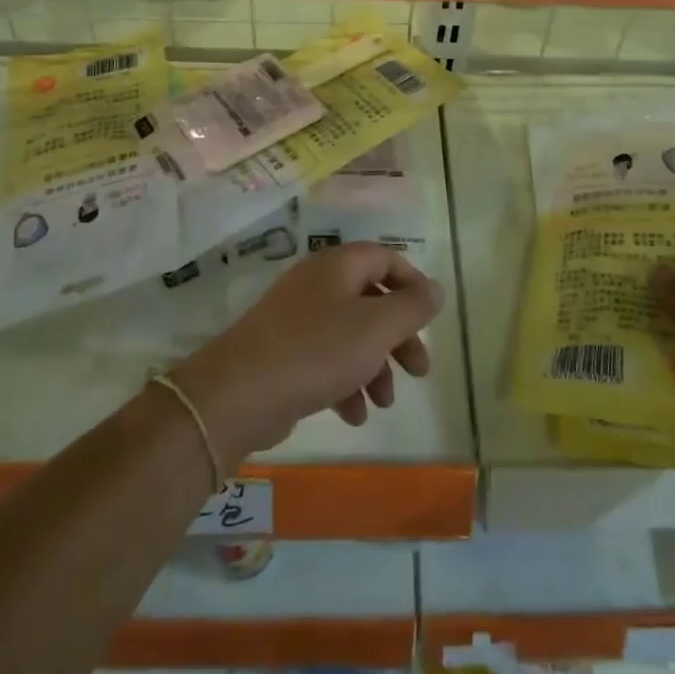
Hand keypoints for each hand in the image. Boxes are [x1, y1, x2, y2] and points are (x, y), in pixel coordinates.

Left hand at [173, 242, 444, 465]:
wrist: (240, 393)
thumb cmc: (317, 350)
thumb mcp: (376, 328)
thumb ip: (411, 307)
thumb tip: (434, 289)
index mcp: (338, 266)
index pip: (385, 258)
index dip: (412, 284)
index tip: (429, 317)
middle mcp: (317, 285)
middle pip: (371, 300)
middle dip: (399, 337)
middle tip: (419, 370)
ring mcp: (297, 319)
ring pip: (351, 335)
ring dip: (375, 366)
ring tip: (385, 402)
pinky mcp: (284, 353)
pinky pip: (326, 360)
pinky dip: (346, 383)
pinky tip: (354, 415)